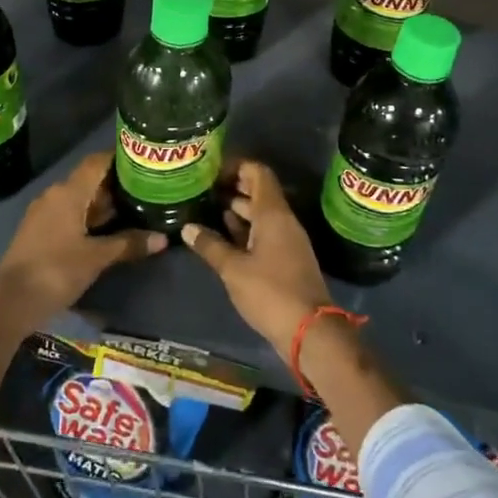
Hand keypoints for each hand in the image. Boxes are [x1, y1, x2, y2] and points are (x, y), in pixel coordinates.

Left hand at [0, 153, 163, 332]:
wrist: (11, 301)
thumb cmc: (56, 271)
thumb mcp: (97, 258)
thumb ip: (129, 244)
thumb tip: (163, 238)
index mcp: (68, 192)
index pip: (96, 162)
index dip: (119, 158)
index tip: (143, 162)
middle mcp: (54, 194)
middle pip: (89, 180)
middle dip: (116, 184)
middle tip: (146, 189)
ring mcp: (44, 212)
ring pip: (79, 198)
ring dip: (102, 203)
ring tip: (133, 209)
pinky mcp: (39, 230)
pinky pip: (69, 213)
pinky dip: (88, 217)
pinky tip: (107, 229)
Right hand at [181, 159, 330, 354]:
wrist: (309, 331)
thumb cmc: (270, 292)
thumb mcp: (233, 269)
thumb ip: (210, 245)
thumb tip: (187, 227)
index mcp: (273, 214)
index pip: (258, 172)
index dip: (235, 166)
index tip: (211, 171)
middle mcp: (283, 221)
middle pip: (259, 191)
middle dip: (232, 187)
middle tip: (203, 189)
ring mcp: (287, 240)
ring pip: (261, 214)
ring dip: (237, 210)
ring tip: (207, 209)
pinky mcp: (286, 259)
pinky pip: (264, 233)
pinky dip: (245, 230)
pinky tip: (224, 236)